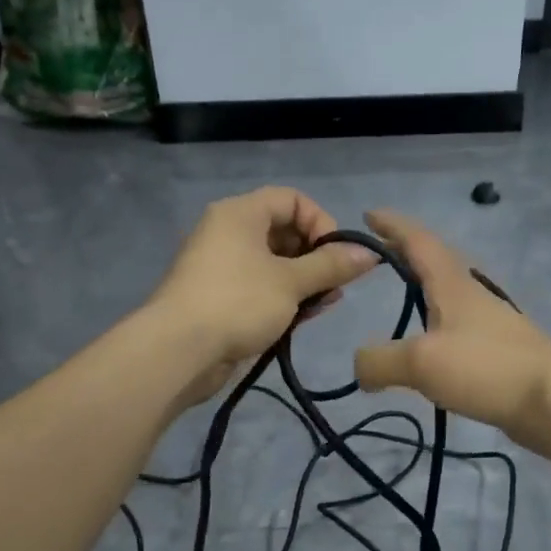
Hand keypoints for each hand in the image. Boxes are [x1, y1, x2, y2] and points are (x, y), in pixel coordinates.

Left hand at [150, 187, 378, 402]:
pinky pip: (260, 288)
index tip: (337, 253)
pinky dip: (284, 298)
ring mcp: (222, 267)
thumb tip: (371, 253)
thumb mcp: (292, 282)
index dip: (320, 221)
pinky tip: (304, 317)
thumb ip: (332, 265)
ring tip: (326, 303)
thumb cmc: (238, 302)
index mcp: (240, 214)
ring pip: (274, 264)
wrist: (179, 351)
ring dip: (304, 281)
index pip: (291, 199)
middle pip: (284, 231)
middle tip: (336, 283)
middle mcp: (228, 233)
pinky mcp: (220, 298)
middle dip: (316, 256)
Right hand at [353, 210, 550, 457]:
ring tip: (403, 296)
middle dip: (407, 252)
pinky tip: (430, 346)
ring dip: (424, 287)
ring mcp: (489, 323)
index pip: (418, 241)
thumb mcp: (421, 362)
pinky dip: (436, 325)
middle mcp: (472, 295)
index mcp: (452, 285)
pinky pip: (457, 328)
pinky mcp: (499, 352)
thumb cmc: (487, 368)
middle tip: (379, 254)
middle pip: (436, 262)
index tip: (369, 215)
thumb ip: (380, 360)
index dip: (392, 226)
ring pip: (449, 294)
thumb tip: (359, 366)